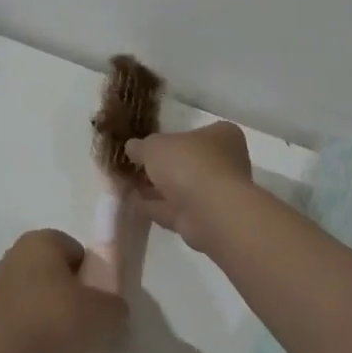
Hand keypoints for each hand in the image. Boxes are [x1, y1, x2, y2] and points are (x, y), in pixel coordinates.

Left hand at [0, 229, 127, 352]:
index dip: (92, 275)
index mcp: (41, 240)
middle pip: (56, 269)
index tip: (97, 301)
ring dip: (53, 307)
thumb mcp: (105, 312)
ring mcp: (0, 280)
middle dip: (72, 289)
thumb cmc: (58, 321)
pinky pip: (25, 309)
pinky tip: (46, 344)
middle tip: (85, 317)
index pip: (77, 252)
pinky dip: (36, 321)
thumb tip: (113, 309)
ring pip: (39, 289)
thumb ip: (116, 305)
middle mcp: (16, 252)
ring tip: (66, 336)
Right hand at [125, 122, 253, 253]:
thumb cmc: (188, 164)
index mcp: (222, 136)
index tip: (147, 145)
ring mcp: (216, 193)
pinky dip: (155, 206)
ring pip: (180, 188)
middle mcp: (225, 163)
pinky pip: (175, 209)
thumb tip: (131, 147)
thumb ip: (141, 146)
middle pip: (187, 162)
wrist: (210, 212)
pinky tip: (132, 203)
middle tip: (132, 167)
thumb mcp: (154, 146)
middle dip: (160, 167)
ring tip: (126, 185)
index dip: (170, 138)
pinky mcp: (205, 219)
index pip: (195, 133)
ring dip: (155, 188)